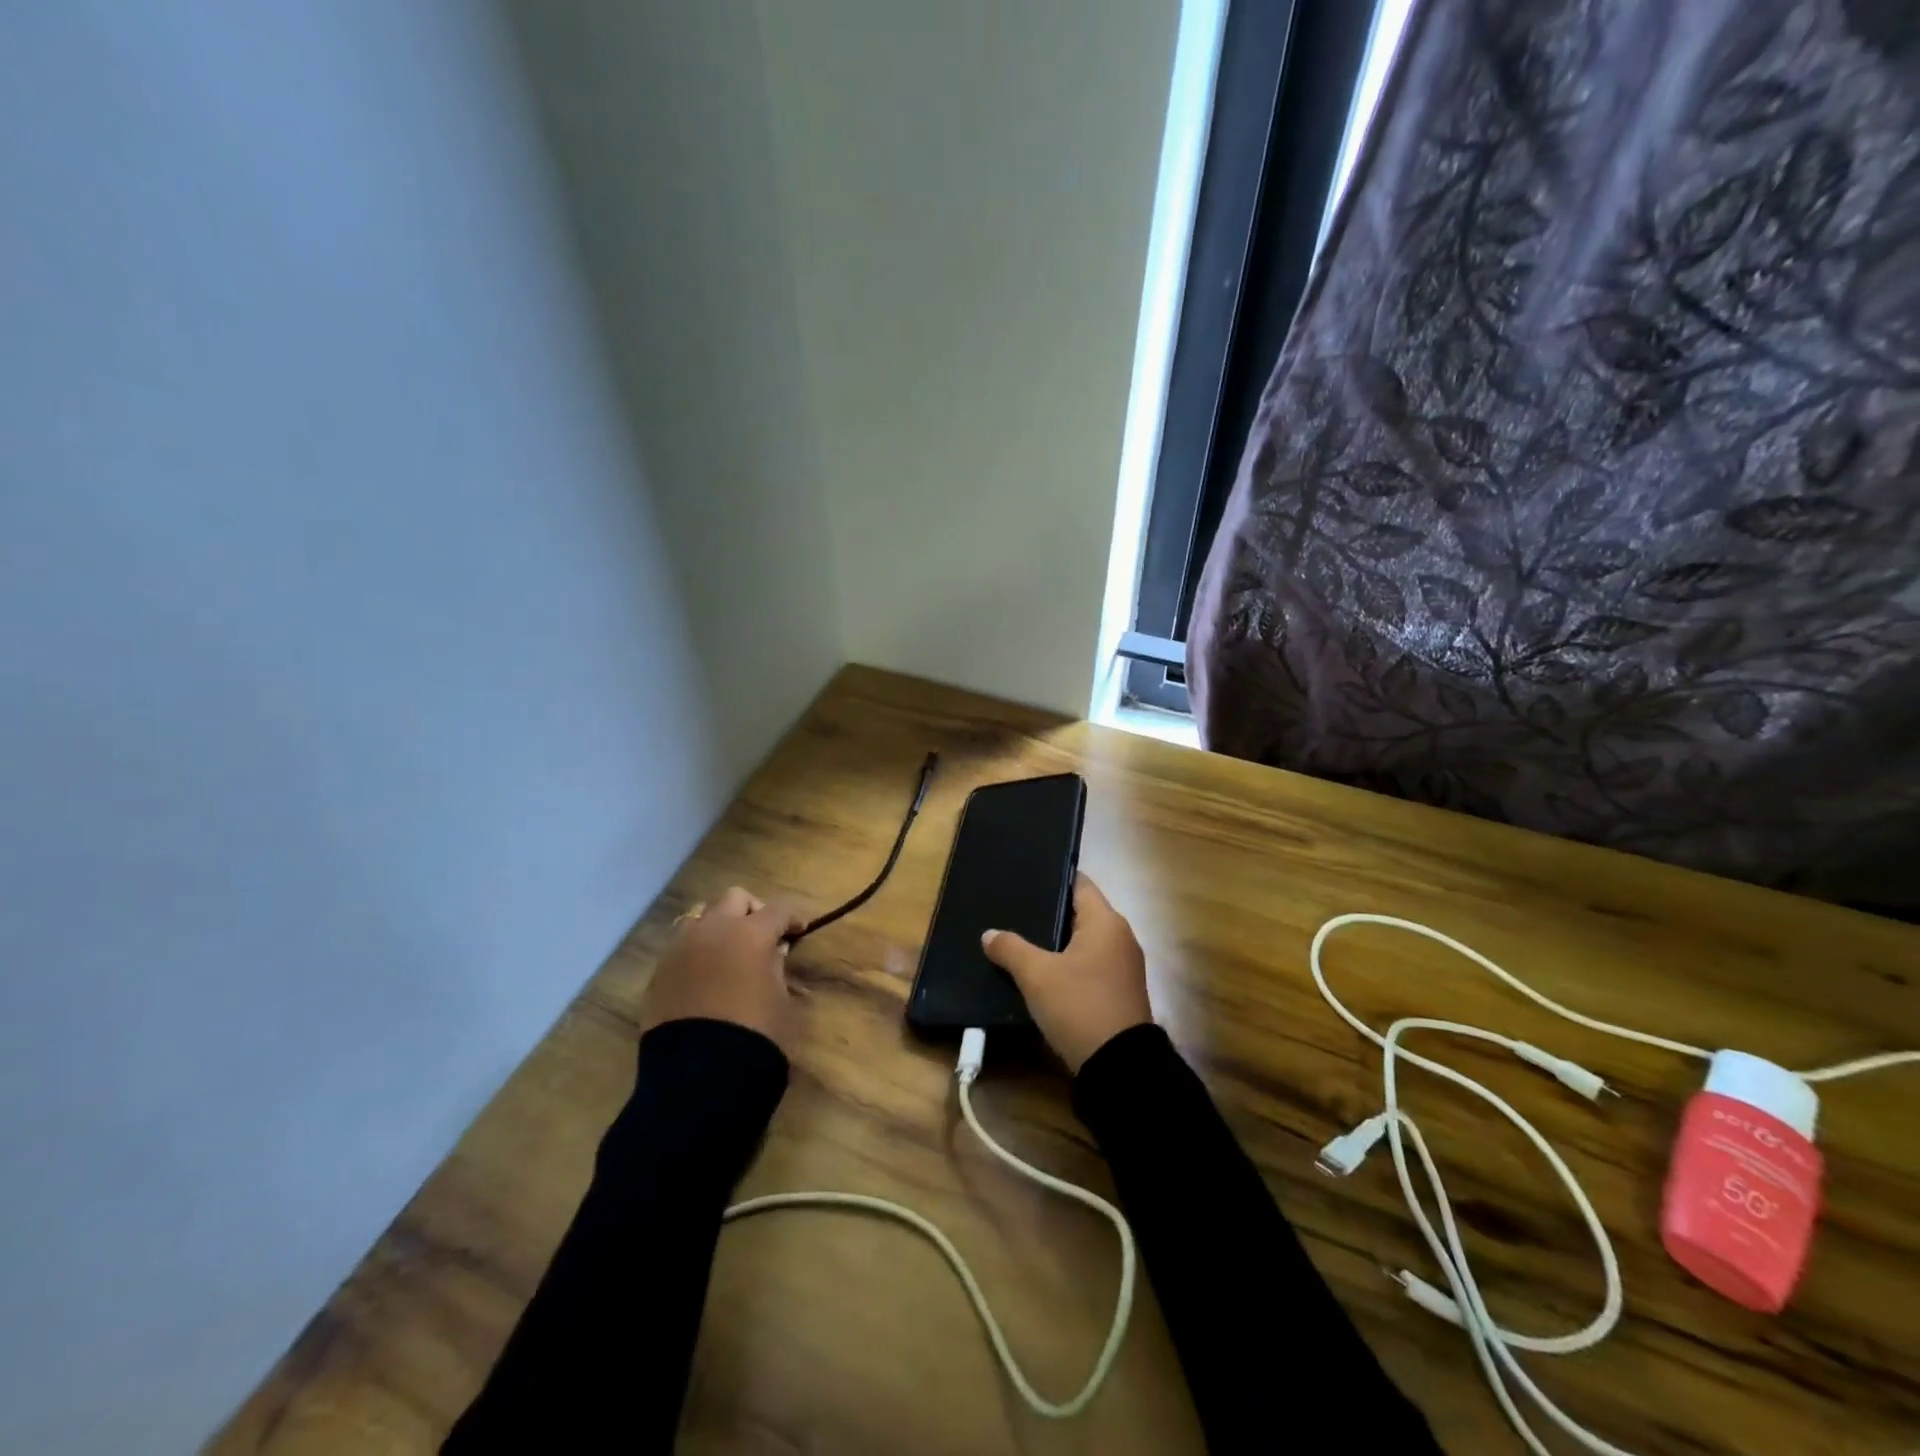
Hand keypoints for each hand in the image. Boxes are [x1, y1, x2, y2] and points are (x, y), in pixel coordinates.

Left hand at [639, 887, 805, 1051]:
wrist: (700, 1075)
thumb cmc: (755, 1035)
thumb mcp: (781, 1001)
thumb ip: (777, 968)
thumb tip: (774, 951)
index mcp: (750, 933)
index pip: (778, 909)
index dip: (792, 918)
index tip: (798, 932)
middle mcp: (713, 930)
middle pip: (733, 898)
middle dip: (751, 911)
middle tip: (761, 935)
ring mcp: (681, 949)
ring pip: (700, 916)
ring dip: (717, 926)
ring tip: (728, 952)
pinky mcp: (659, 973)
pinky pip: (680, 948)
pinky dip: (696, 953)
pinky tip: (704, 978)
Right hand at [981, 874, 1151, 1072]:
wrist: (1119, 1067)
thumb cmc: (1080, 1005)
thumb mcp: (1037, 976)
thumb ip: (1011, 949)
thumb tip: (990, 934)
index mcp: (1106, 922)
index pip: (1079, 884)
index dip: (1052, 879)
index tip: (1026, 880)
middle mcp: (1120, 937)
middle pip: (1080, 913)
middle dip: (1049, 914)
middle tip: (1014, 911)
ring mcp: (1123, 966)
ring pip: (1083, 942)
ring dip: (1057, 943)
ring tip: (1021, 940)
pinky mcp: (1119, 991)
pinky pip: (1089, 965)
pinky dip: (1067, 964)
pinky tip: (1041, 973)